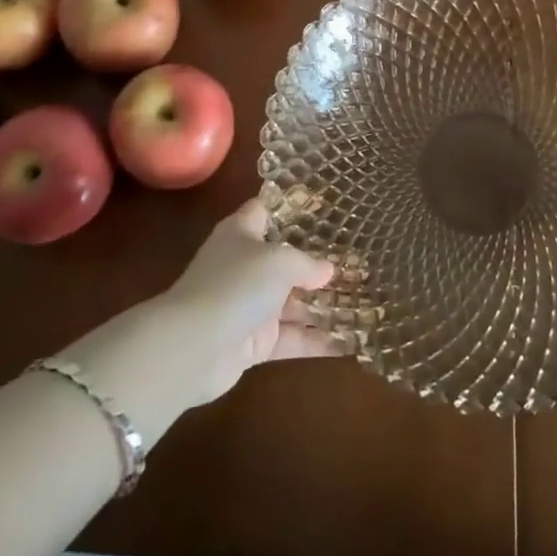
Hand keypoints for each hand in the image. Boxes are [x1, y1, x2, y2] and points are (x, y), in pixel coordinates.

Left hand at [155, 199, 342, 403]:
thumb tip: (328, 269)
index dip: (290, 208)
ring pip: (291, 302)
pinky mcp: (253, 343)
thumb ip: (307, 264)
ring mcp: (248, 305)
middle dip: (317, 263)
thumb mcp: (279, 262)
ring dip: (322, 305)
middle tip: (356, 263)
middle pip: (284, 259)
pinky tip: (348, 343)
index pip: (265, 210)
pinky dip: (315, 341)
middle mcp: (244, 265)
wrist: (194, 347)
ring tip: (362, 302)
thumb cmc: (236, 285)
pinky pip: (290, 338)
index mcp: (242, 233)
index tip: (323, 209)